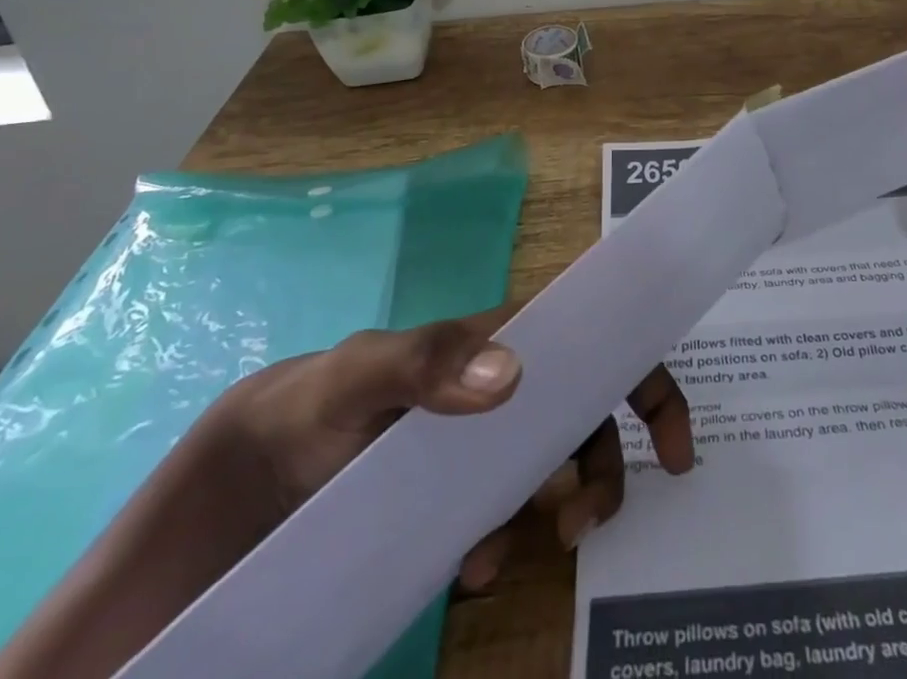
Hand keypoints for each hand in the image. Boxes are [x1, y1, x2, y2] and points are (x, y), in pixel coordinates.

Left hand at [210, 308, 694, 589]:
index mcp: (490, 343)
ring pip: (552, 469)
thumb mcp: (352, 377)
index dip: (637, 367)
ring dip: (559, 510)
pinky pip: (507, 520)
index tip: (673, 434)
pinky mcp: (454, 501)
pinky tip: (471, 574)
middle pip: (585, 408)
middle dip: (608, 457)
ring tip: (515, 560)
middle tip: (593, 520)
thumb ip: (422, 361)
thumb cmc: (303, 412)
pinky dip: (507, 546)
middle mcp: (497, 389)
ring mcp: (478, 448)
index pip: (583, 331)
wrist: (233, 496)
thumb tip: (514, 371)